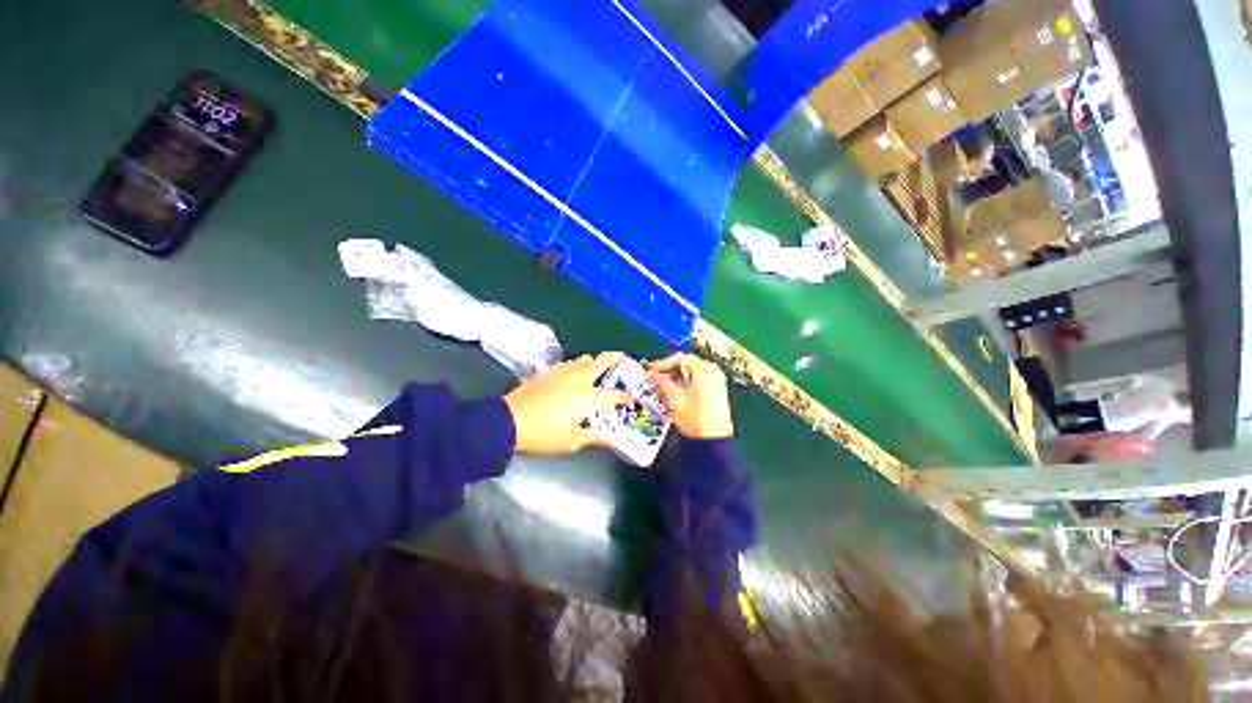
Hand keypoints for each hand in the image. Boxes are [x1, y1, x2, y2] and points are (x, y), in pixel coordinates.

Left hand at [503, 353, 631, 454]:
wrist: (509, 420)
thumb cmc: (544, 434)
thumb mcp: (572, 441)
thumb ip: (596, 437)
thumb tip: (615, 441)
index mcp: (588, 397)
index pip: (614, 395)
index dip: (625, 398)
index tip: (631, 401)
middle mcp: (579, 379)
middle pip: (602, 361)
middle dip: (615, 358)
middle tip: (623, 359)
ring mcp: (563, 372)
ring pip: (585, 358)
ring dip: (595, 361)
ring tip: (598, 369)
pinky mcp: (549, 371)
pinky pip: (569, 363)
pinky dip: (577, 365)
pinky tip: (574, 373)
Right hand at [646, 353, 732, 438]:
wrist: (713, 441)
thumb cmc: (694, 418)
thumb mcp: (674, 399)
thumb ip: (662, 382)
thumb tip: (651, 374)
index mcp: (704, 369)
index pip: (680, 359)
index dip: (662, 364)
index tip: (651, 371)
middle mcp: (713, 371)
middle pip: (687, 364)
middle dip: (669, 370)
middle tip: (655, 378)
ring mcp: (717, 381)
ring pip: (692, 372)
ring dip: (677, 377)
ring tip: (663, 386)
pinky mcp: (717, 391)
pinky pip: (698, 380)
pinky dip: (686, 383)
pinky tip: (676, 392)